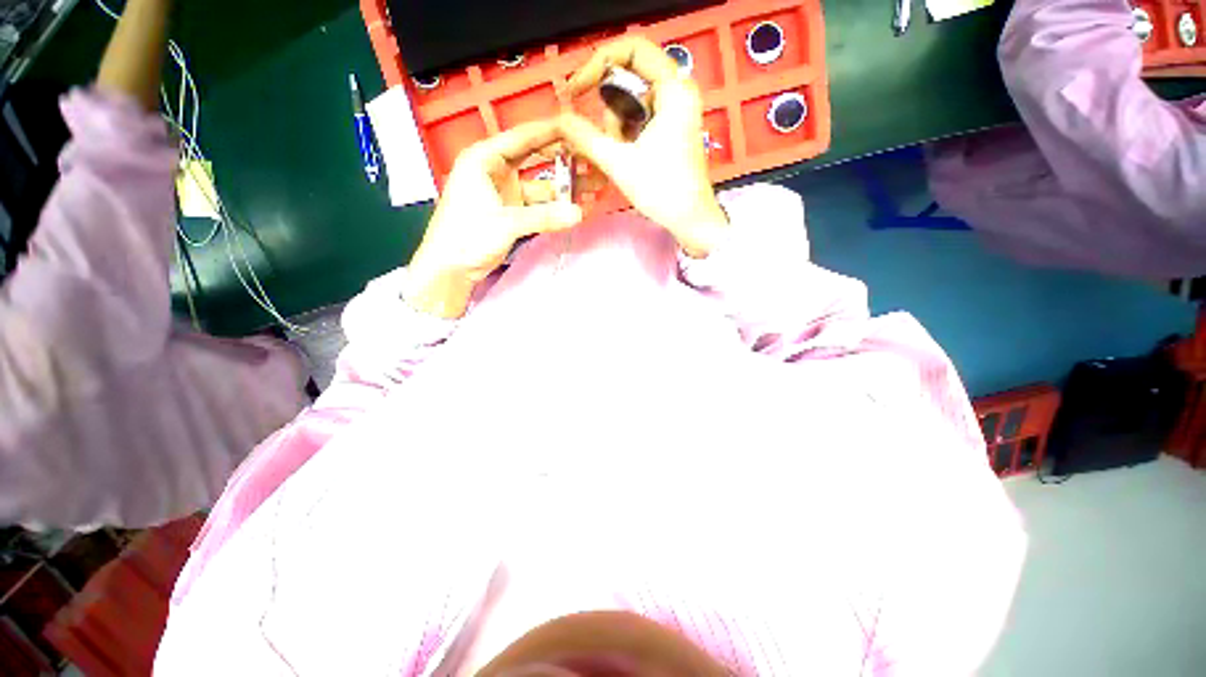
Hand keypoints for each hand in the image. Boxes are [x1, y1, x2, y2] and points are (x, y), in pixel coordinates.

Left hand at [405, 120, 582, 318]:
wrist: (450, 268)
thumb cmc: (466, 236)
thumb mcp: (506, 223)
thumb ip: (543, 217)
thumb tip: (578, 214)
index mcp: (483, 159)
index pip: (522, 137)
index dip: (550, 131)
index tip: (578, 128)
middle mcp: (495, 170)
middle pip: (534, 157)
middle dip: (561, 158)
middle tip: (590, 158)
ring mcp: (505, 192)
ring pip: (539, 183)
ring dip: (562, 187)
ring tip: (589, 187)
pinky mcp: (511, 211)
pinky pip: (538, 204)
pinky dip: (554, 207)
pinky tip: (573, 208)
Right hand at [561, 36, 728, 257]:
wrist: (690, 220)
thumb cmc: (662, 190)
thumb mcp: (619, 162)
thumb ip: (586, 137)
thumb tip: (561, 121)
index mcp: (674, 89)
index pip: (632, 49)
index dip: (599, 63)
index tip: (577, 87)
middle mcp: (678, 92)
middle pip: (630, 79)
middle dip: (610, 109)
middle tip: (605, 138)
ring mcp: (676, 112)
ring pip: (632, 103)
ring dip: (617, 128)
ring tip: (622, 157)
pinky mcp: (672, 129)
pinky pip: (639, 120)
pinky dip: (626, 136)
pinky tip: (627, 158)